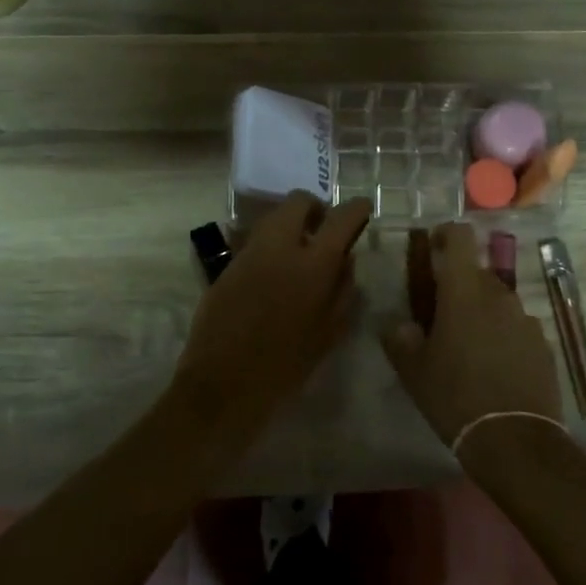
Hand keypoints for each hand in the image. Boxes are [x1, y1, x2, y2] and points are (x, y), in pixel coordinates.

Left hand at [174, 192, 371, 438]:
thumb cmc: (286, 365)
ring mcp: (248, 252)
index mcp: (313, 264)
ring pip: (273, 217)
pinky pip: (255, 239)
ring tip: (299, 253)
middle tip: (323, 230)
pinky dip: (270, 244)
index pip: (341, 217)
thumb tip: (346, 260)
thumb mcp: (329, 333)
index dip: (356, 208)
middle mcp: (279, 246)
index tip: (362, 210)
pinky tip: (274, 273)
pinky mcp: (227, 264)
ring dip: (290, 224)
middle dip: (315, 208)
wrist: (223, 384)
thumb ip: (344, 290)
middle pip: (298, 201)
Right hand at [380, 223, 561, 448]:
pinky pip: (517, 328)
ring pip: (498, 302)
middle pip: (477, 273)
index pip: (460, 236)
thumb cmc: (455, 396)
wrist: (514, 440)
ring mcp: (526, 319)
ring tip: (469, 348)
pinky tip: (495, 368)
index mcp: (464, 291)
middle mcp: (499, 295)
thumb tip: (398, 324)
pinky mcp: (544, 345)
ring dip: (483, 313)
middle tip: (442, 316)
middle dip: (459, 286)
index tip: (433, 248)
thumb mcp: (413, 370)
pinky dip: (504, 337)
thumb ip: (400, 338)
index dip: (445, 234)